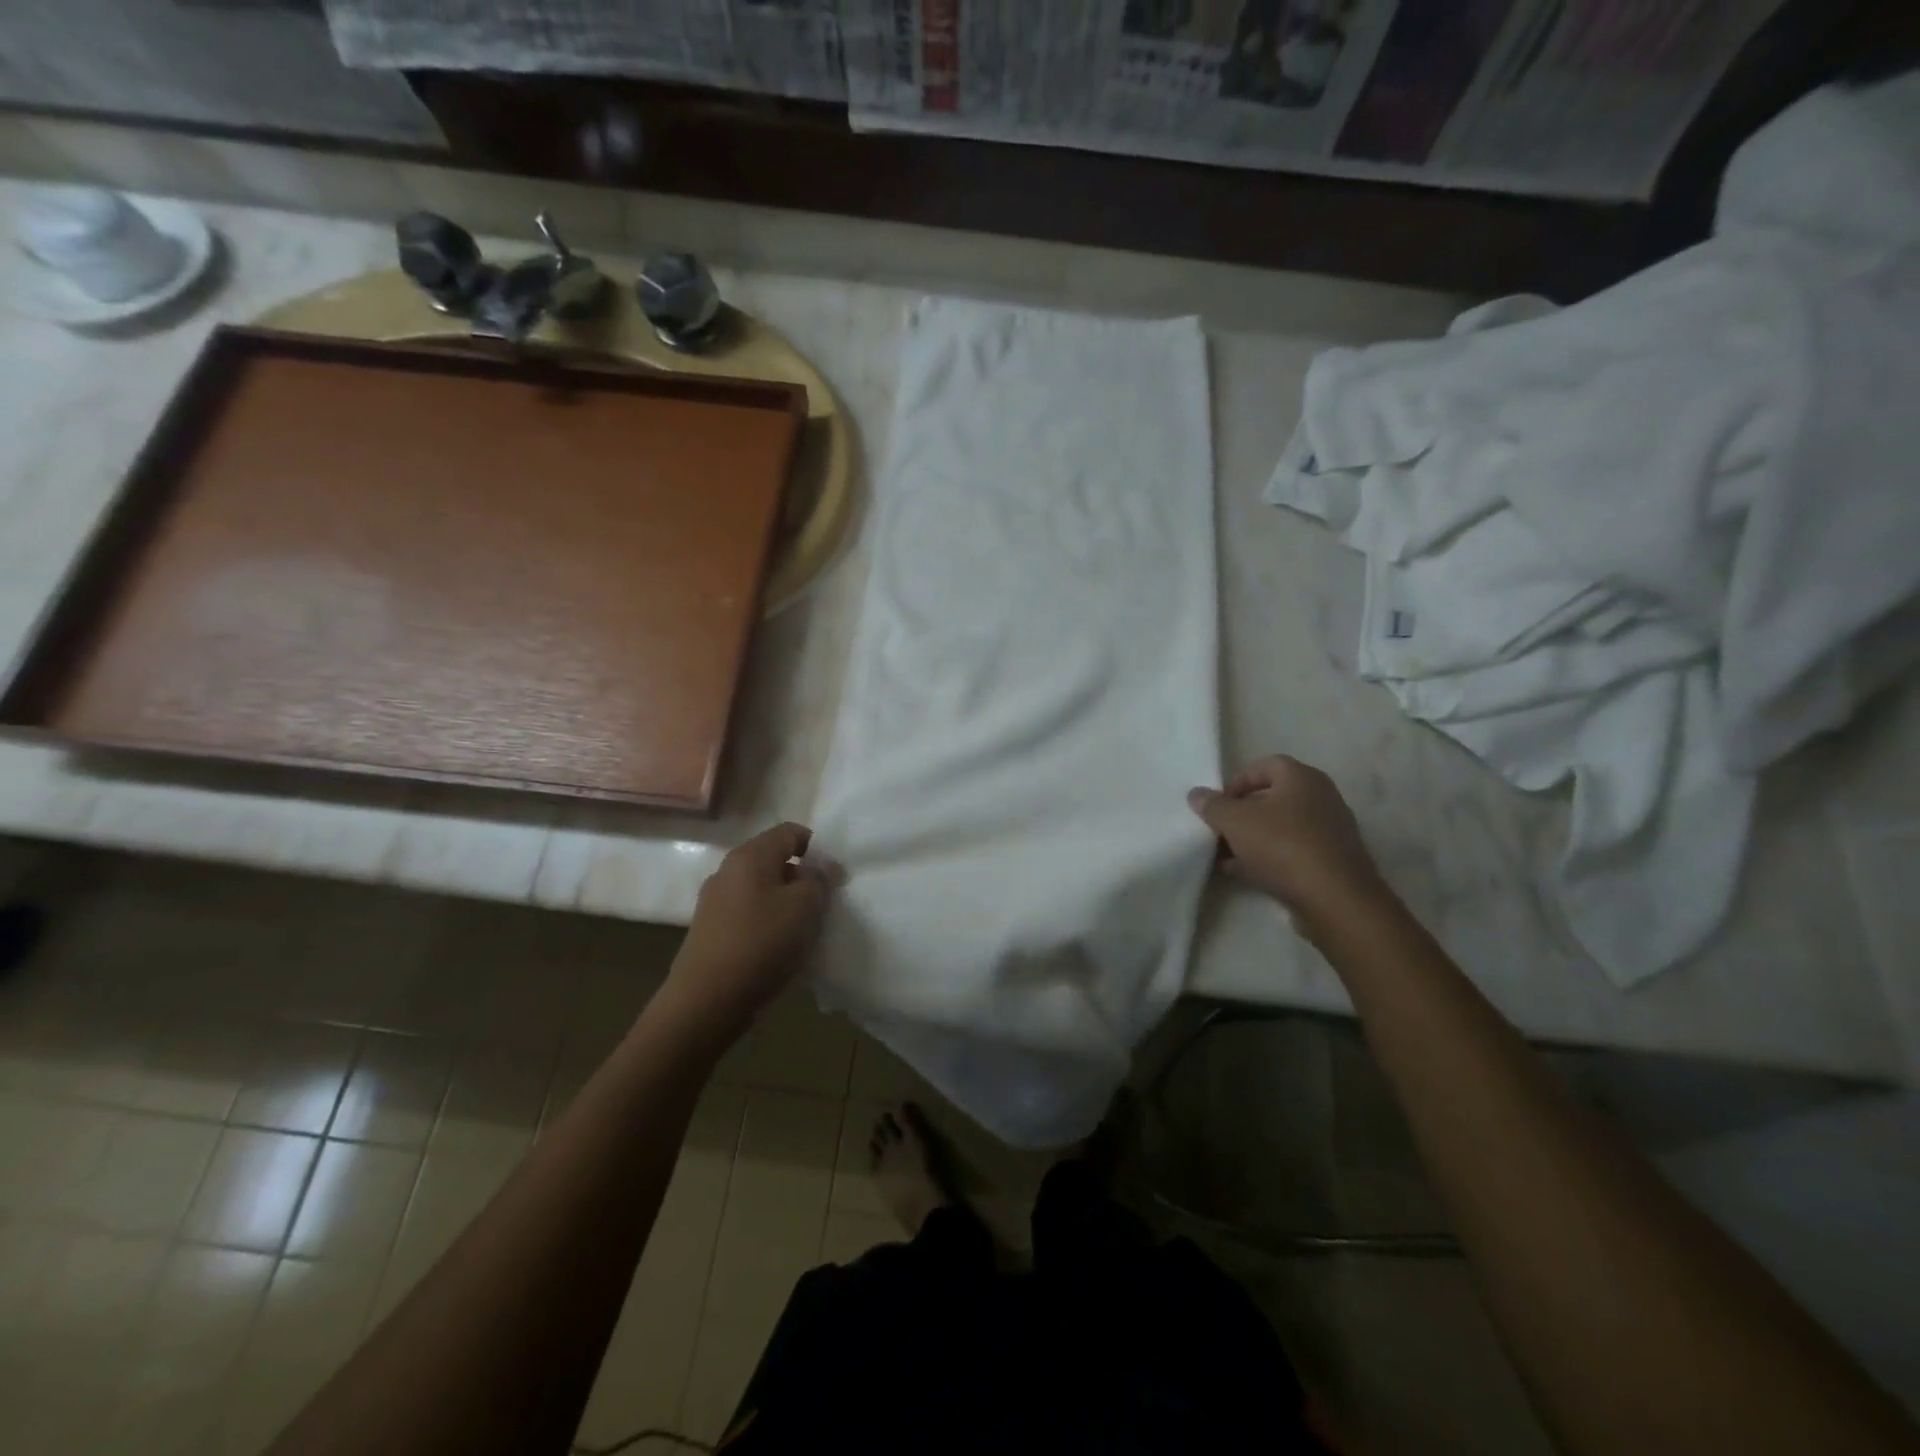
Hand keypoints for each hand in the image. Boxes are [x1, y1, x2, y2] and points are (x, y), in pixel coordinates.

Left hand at [665, 822, 828, 1040]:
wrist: (706, 1002)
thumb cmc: (761, 943)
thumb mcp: (805, 906)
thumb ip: (819, 880)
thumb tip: (823, 867)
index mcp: (749, 856)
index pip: (789, 832)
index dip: (816, 847)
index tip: (832, 876)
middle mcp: (727, 871)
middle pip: (774, 861)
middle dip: (802, 878)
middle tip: (823, 905)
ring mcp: (714, 903)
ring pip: (762, 891)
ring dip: (786, 904)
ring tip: (803, 931)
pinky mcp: (710, 932)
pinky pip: (749, 916)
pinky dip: (768, 924)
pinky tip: (779, 949)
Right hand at [1188, 756, 1389, 937]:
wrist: (1334, 898)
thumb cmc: (1283, 845)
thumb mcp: (1235, 822)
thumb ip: (1212, 805)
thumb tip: (1196, 794)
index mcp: (1302, 778)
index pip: (1266, 765)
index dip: (1238, 780)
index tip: (1218, 802)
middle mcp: (1321, 798)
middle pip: (1273, 797)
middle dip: (1242, 812)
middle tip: (1219, 828)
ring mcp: (1330, 831)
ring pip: (1281, 827)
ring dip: (1252, 838)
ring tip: (1224, 855)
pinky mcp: (1332, 861)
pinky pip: (1292, 851)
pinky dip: (1268, 857)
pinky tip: (1244, 872)